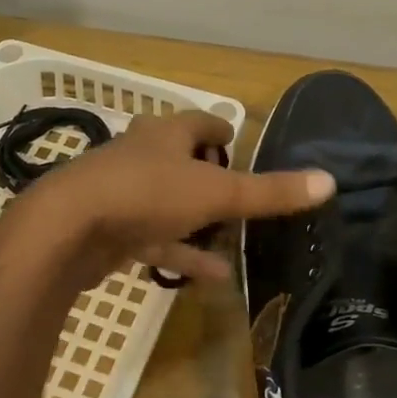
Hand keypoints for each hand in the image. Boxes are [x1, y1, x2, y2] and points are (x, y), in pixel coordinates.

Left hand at [2, 109, 333, 291]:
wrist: (67, 228)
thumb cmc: (146, 194)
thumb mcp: (216, 192)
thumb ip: (270, 191)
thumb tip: (329, 181)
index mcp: (166, 134)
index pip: (201, 123)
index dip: (223, 132)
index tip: (241, 145)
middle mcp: (143, 156)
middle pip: (182, 161)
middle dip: (211, 179)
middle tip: (240, 198)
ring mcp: (122, 193)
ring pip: (169, 204)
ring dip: (199, 224)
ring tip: (233, 244)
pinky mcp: (110, 228)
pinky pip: (154, 239)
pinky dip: (181, 253)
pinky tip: (211, 274)